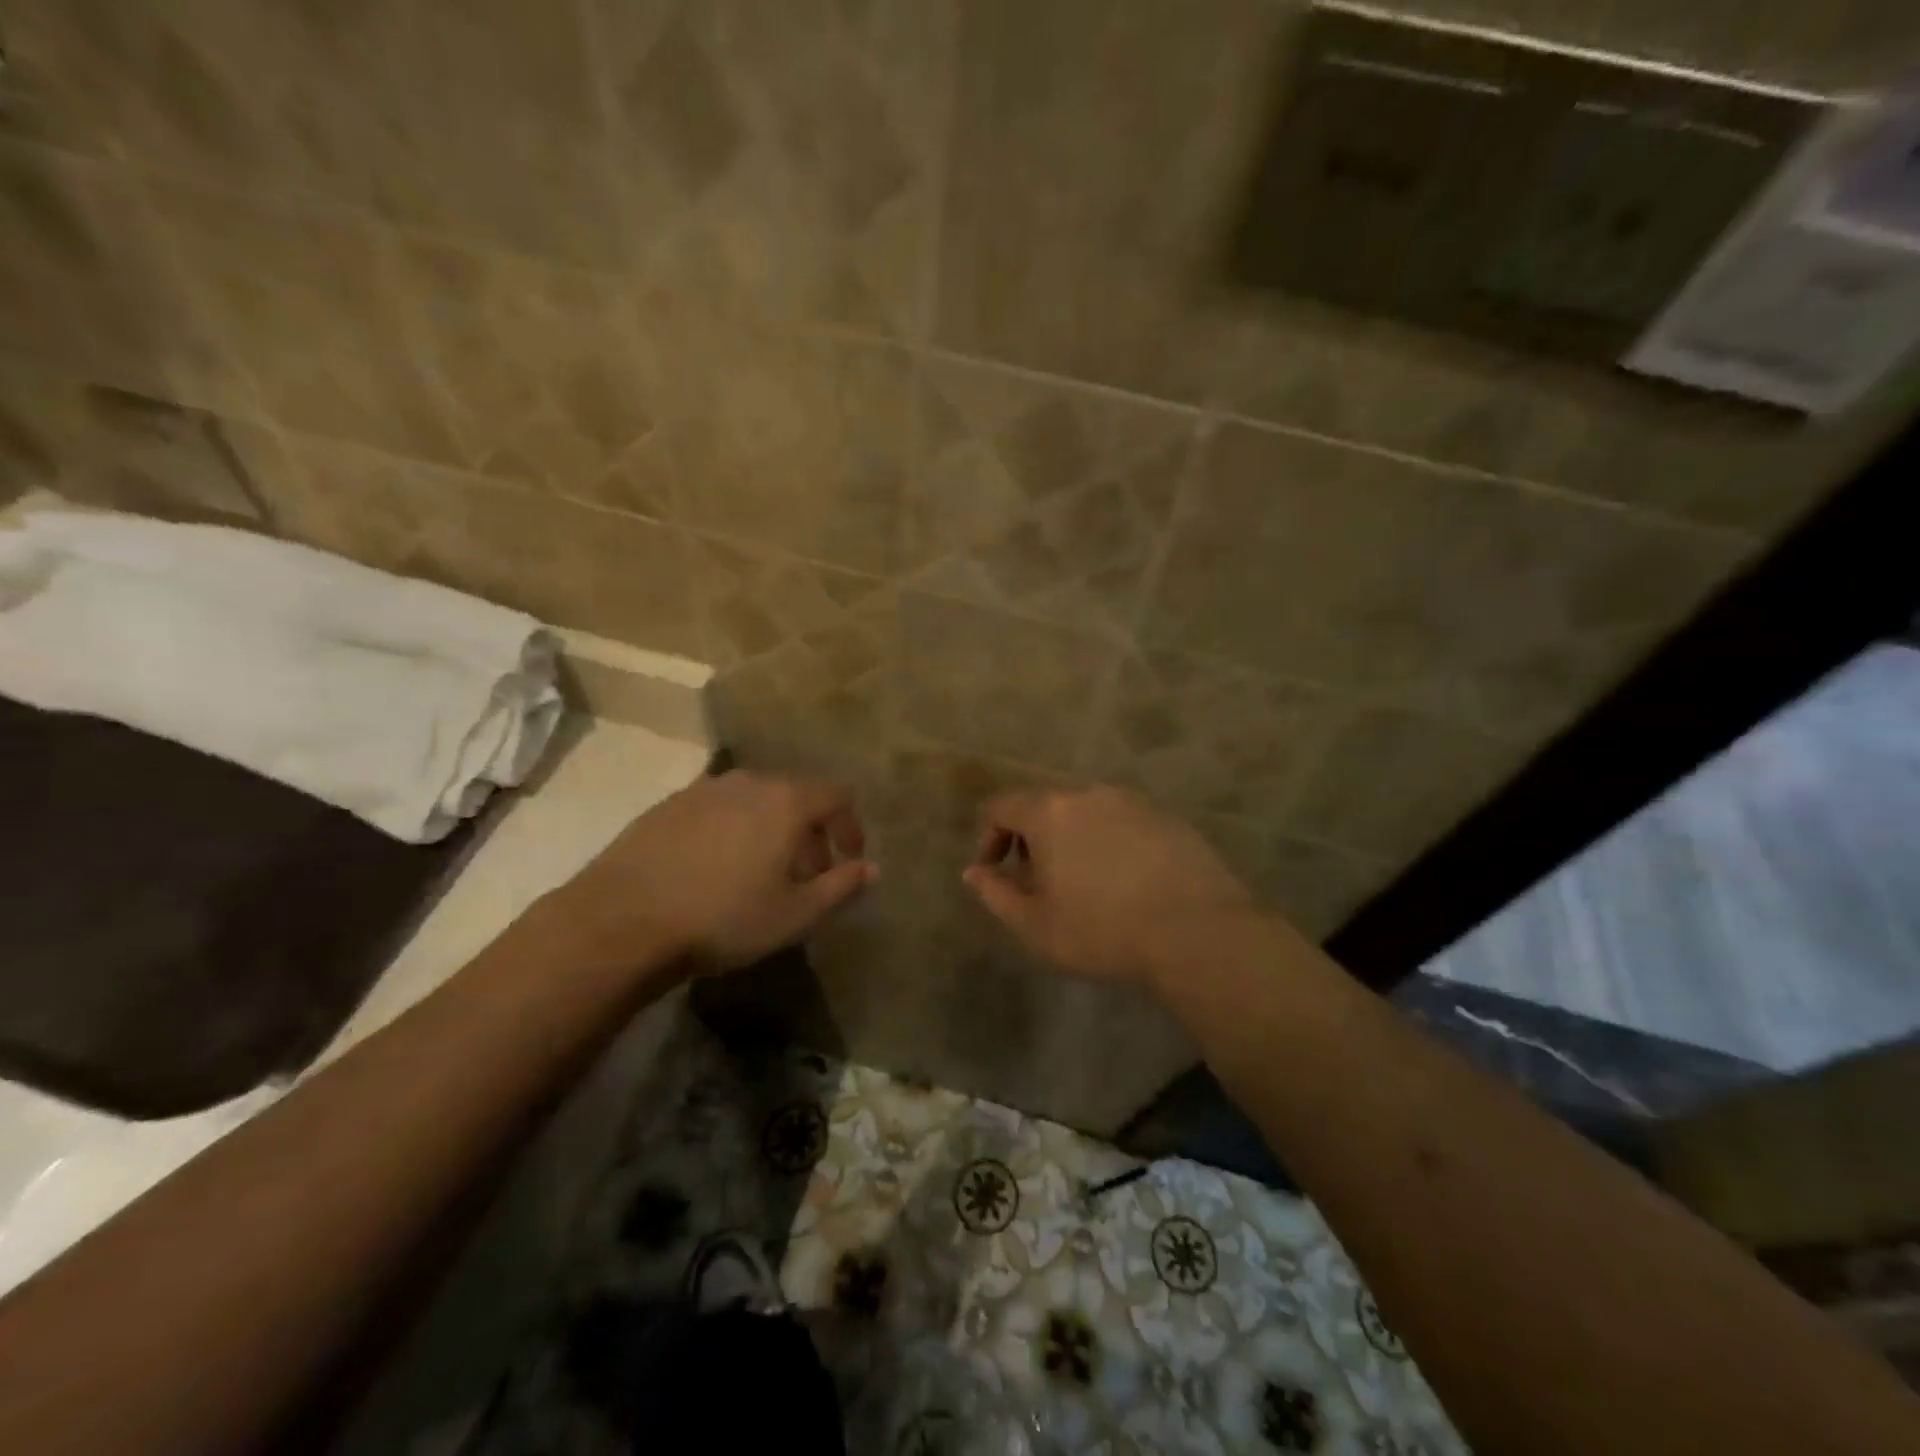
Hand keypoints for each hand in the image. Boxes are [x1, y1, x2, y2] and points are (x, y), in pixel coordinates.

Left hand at [556, 770, 875, 975]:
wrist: (621, 921)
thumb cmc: (723, 918)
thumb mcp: (795, 914)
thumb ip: (841, 887)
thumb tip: (872, 869)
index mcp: (786, 801)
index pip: (837, 795)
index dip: (850, 826)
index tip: (846, 862)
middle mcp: (748, 782)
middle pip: (795, 795)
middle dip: (810, 832)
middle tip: (805, 874)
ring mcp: (703, 789)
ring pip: (754, 800)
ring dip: (770, 829)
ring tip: (760, 873)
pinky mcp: (667, 805)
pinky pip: (717, 809)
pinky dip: (732, 830)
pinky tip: (714, 870)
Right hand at [964, 785, 1254, 987]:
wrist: (1197, 931)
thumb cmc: (1103, 930)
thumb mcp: (1036, 925)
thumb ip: (996, 894)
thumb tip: (973, 872)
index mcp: (1049, 812)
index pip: (1001, 807)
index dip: (989, 837)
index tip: (995, 872)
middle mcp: (1088, 794)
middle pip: (1044, 807)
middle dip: (1032, 841)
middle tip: (1040, 885)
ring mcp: (1132, 802)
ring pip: (1085, 813)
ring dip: (1072, 841)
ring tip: (1084, 885)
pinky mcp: (1166, 817)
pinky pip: (1122, 823)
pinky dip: (1110, 843)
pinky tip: (1126, 883)